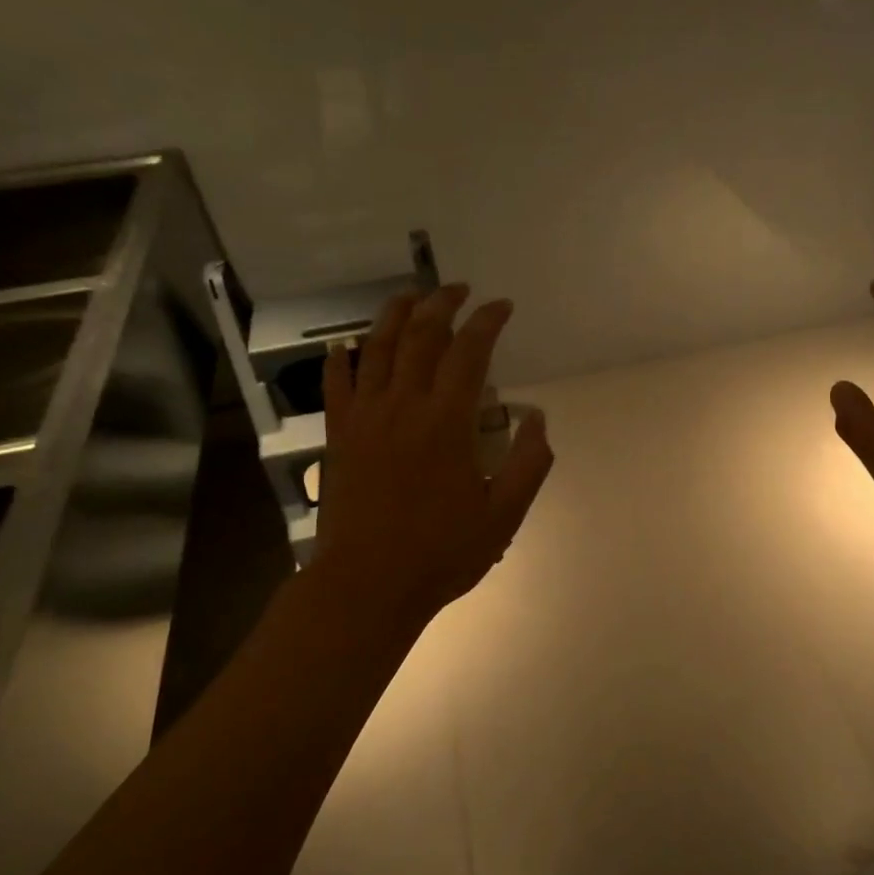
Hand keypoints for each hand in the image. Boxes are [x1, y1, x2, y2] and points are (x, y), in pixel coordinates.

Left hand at [310, 283, 553, 630]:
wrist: (368, 584)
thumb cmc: (442, 552)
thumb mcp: (504, 515)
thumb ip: (528, 462)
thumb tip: (537, 417)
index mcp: (447, 421)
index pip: (470, 352)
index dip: (488, 322)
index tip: (502, 307)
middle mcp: (403, 406)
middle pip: (421, 337)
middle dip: (443, 304)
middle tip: (460, 290)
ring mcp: (365, 418)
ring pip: (377, 349)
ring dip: (396, 315)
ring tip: (412, 296)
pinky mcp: (339, 437)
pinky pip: (336, 385)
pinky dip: (341, 359)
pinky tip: (345, 345)